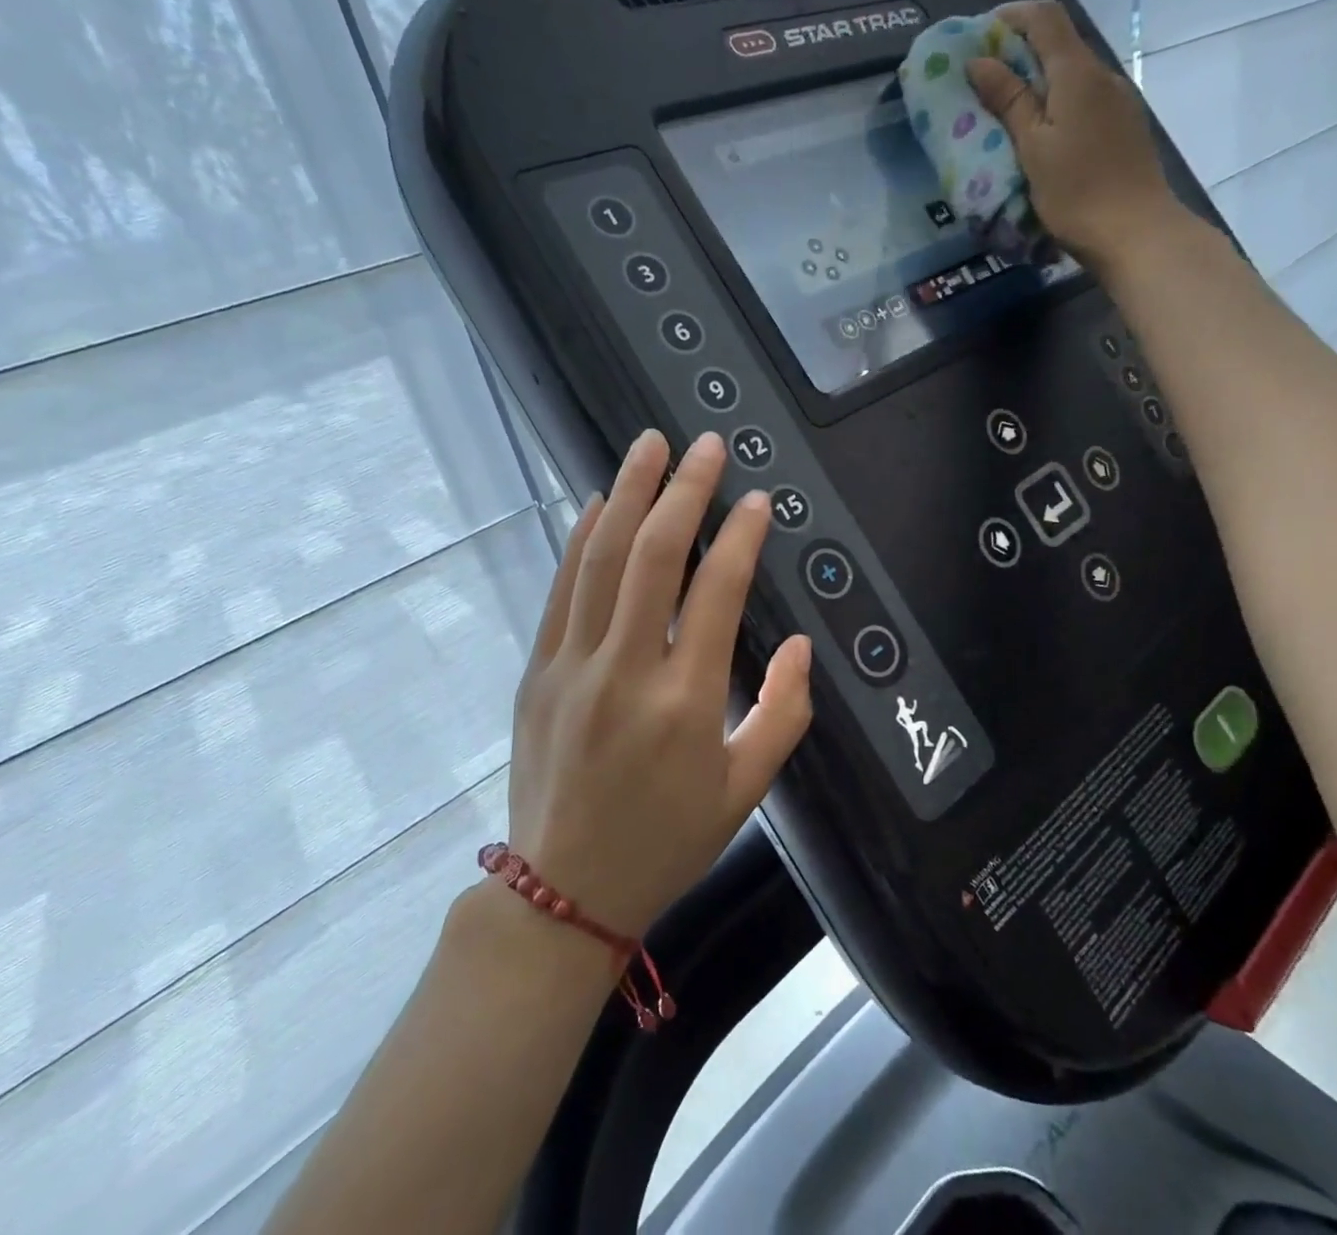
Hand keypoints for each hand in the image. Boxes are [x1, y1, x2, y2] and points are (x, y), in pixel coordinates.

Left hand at [507, 429, 812, 938]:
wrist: (563, 891)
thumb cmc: (666, 841)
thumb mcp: (746, 790)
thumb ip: (784, 713)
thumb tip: (799, 646)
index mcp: (686, 702)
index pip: (718, 592)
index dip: (741, 536)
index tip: (758, 499)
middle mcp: (626, 670)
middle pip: (653, 555)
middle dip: (683, 490)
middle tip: (705, 445)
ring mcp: (572, 665)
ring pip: (600, 558)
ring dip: (627, 493)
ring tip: (649, 446)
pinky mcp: (538, 669)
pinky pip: (561, 588)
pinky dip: (581, 537)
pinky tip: (598, 502)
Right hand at [967, 0, 1193, 275]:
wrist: (1135, 232)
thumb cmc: (1076, 191)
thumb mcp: (1032, 147)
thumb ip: (1008, 100)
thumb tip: (979, 61)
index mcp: (1077, 73)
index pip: (1044, 18)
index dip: (1010, 17)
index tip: (978, 36)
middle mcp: (1102, 76)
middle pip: (1059, 45)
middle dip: (1019, 51)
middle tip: (983, 79)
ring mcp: (1118, 102)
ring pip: (1072, 76)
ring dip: (1038, 82)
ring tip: (1006, 111)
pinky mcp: (1123, 128)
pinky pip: (1084, 101)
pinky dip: (1056, 104)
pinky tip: (1040, 134)